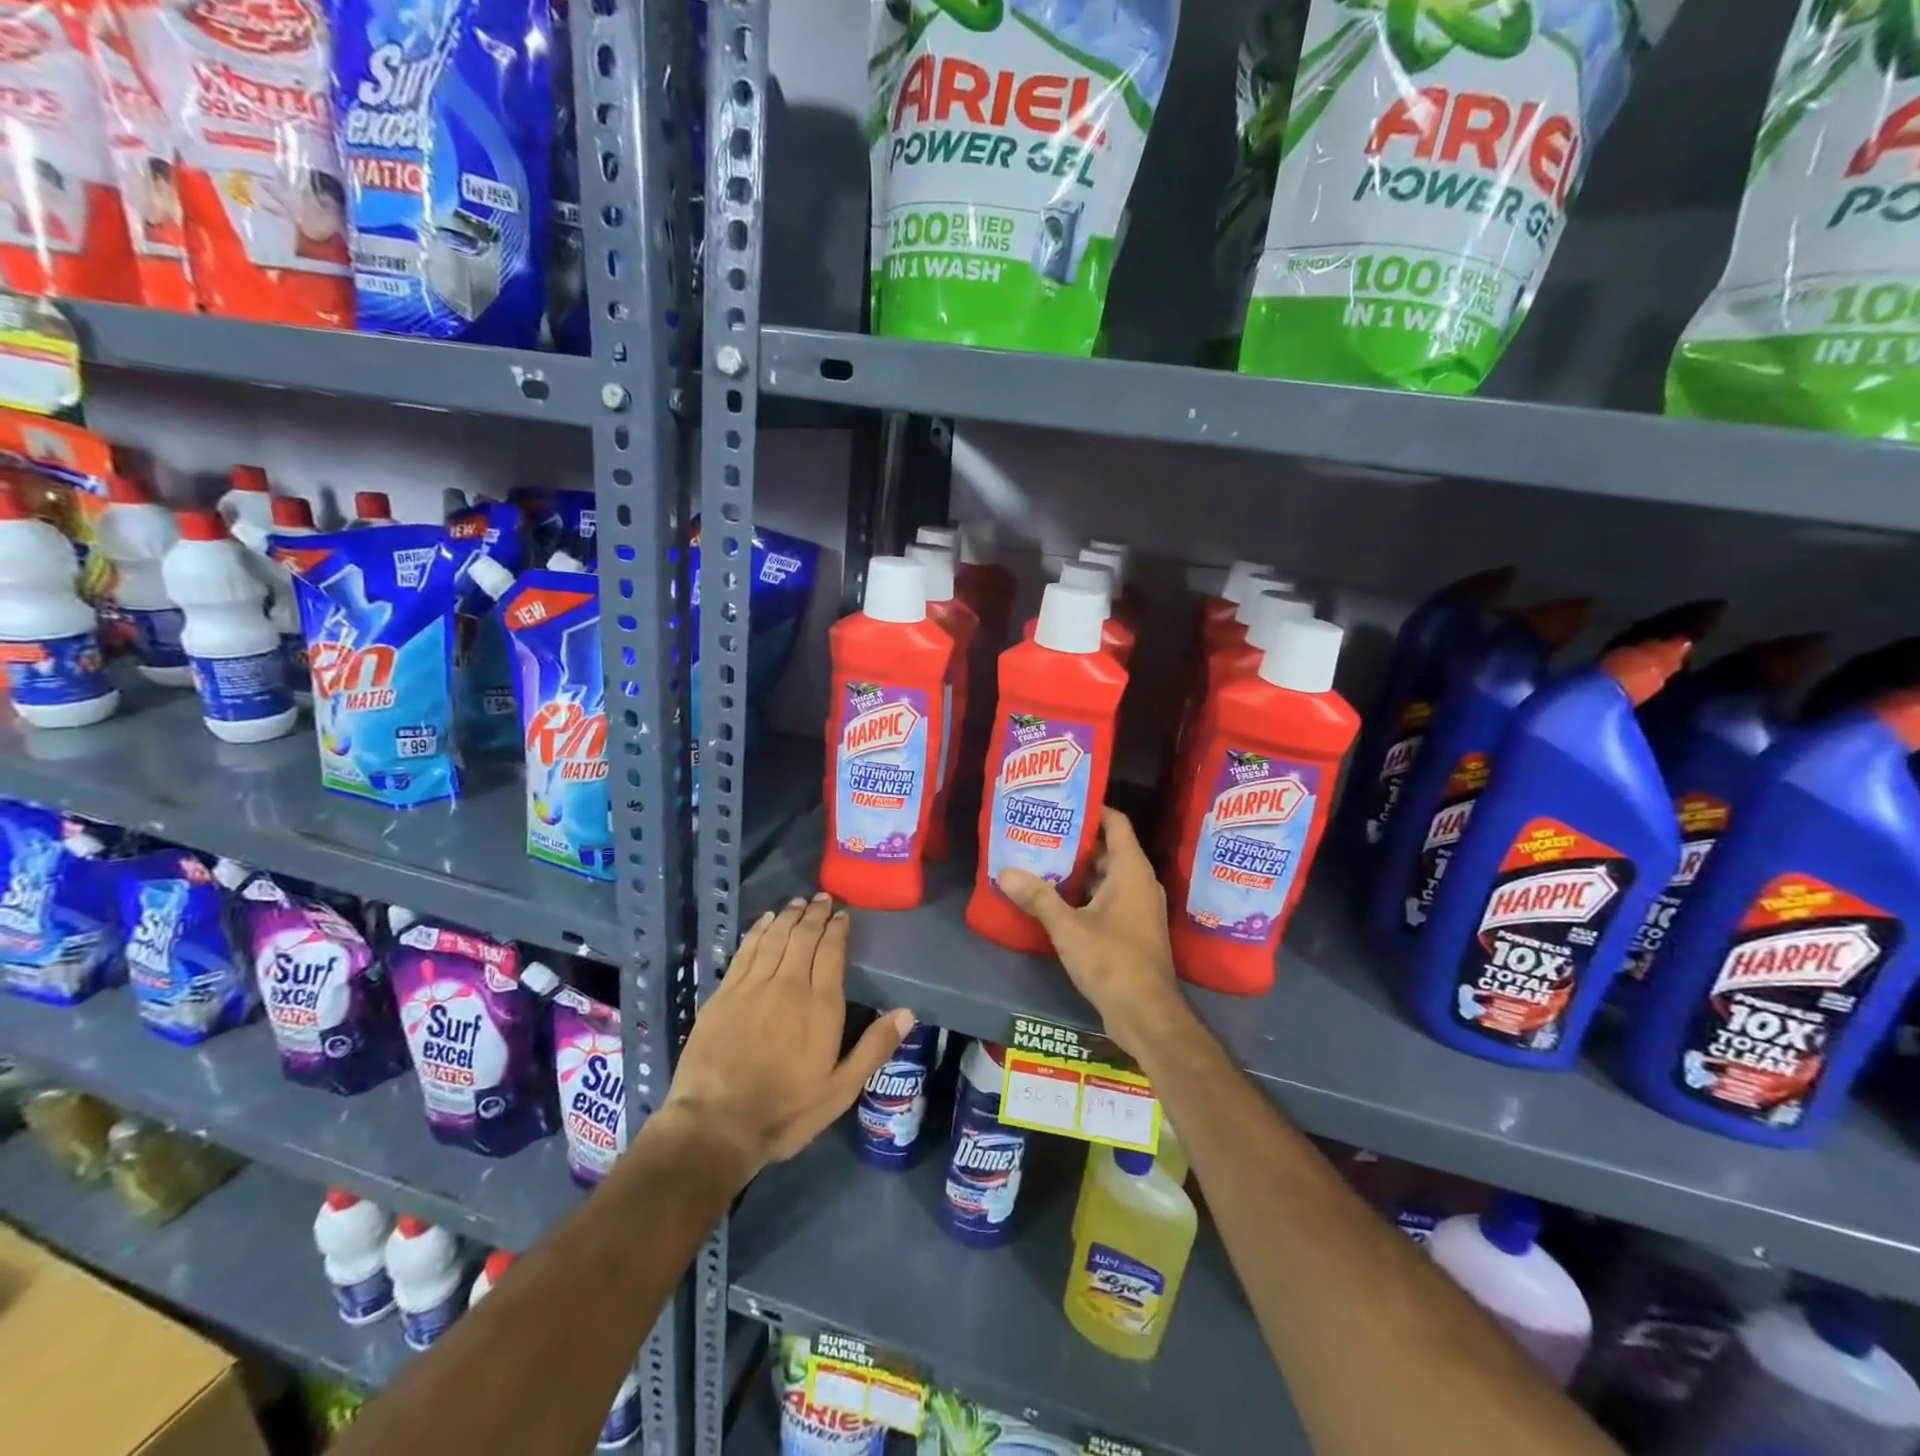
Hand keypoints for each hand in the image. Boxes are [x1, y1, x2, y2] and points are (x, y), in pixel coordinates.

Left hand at [663, 893, 911, 1180]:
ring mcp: (753, 986)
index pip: (832, 952)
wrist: (716, 1124)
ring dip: (788, 916)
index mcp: (821, 1006)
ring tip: (797, 902)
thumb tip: (907, 1013)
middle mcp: (789, 985)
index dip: (837, 929)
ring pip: (775, 937)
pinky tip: (764, 921)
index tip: (842, 914)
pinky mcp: (724, 993)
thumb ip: (874, 1048)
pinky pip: (746, 950)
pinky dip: (758, 930)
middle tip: (822, 898)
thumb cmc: (785, 1111)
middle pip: (804, 937)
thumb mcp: (840, 1090)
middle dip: (815, 914)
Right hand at [995, 808, 1181, 1054]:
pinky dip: (1085, 893)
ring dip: (1078, 869)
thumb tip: (1005, 872)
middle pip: (1109, 848)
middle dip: (1077, 840)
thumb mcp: (1068, 928)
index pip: (1116, 823)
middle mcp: (1140, 883)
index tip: (1062, 803)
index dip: (1093, 809)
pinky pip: (1108, 898)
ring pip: (1107, 876)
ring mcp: (1139, 908)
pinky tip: (1055, 897)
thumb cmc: (1112, 961)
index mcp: (1132, 870)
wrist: (1147, 1014)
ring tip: (1042, 859)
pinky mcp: (1133, 929)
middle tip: (1042, 831)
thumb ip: (1038, 897)